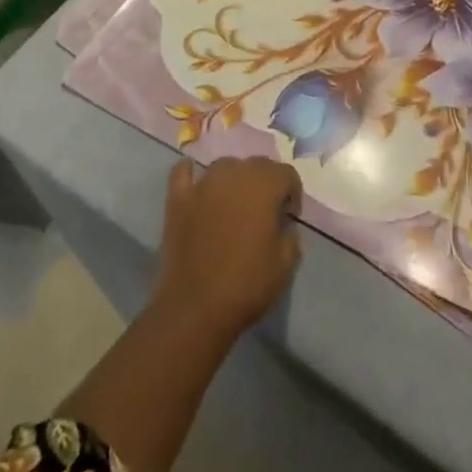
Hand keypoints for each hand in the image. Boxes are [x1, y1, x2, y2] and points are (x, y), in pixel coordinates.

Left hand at [152, 158, 302, 341]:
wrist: (196, 307)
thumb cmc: (246, 285)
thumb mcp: (285, 264)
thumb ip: (291, 235)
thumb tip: (284, 224)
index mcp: (263, 186)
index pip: (286, 173)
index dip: (292, 193)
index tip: (289, 217)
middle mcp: (233, 174)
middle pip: (257, 164)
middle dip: (266, 183)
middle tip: (265, 213)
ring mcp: (202, 184)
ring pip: (225, 166)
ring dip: (234, 179)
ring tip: (234, 205)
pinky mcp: (178, 198)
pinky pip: (183, 172)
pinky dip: (191, 174)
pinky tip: (196, 184)